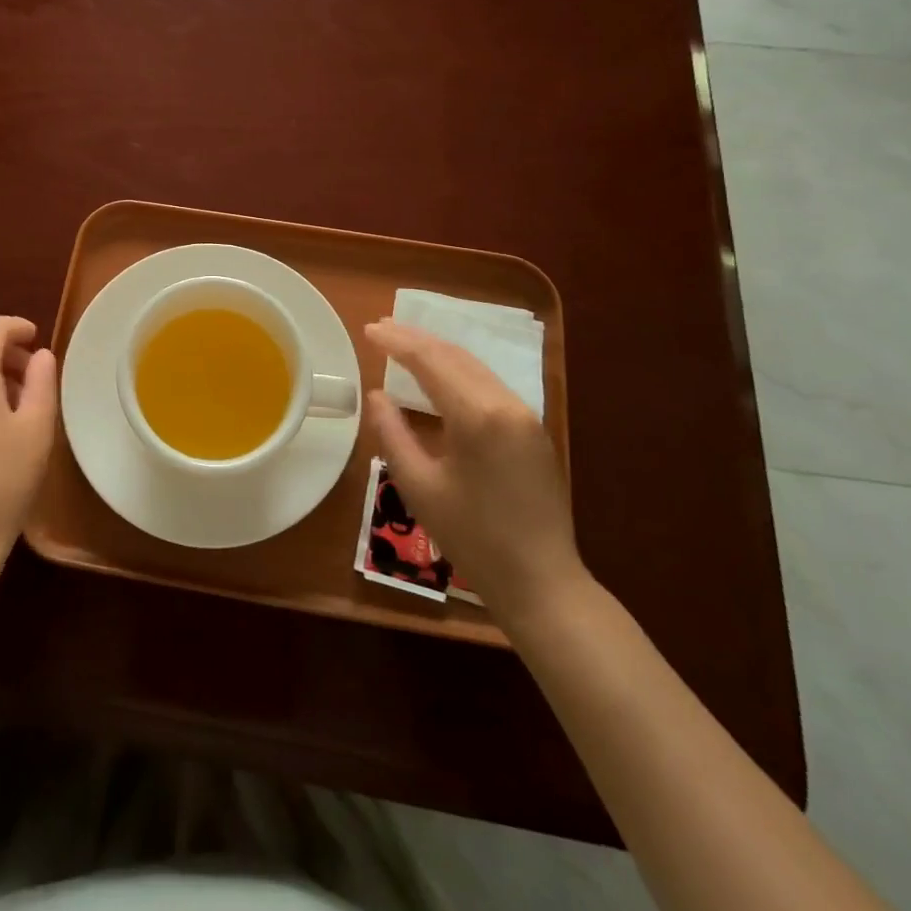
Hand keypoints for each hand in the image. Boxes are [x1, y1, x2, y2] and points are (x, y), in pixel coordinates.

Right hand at [365, 318, 585, 629]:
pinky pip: (489, 384)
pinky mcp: (533, 430)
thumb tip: (376, 395)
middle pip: (455, 356)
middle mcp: (506, 404)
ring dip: (438, 352)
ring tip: (404, 343)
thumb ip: (393, 434)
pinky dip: (459, 371)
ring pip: (475, 367)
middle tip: (381, 327)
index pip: (430, 362)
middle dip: (416, 339)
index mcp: (478, 416)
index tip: (369, 329)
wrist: (542, 582)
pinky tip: (440, 375)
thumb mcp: (419, 487)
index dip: (397, 343)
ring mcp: (525, 416)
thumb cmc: (473, 538)